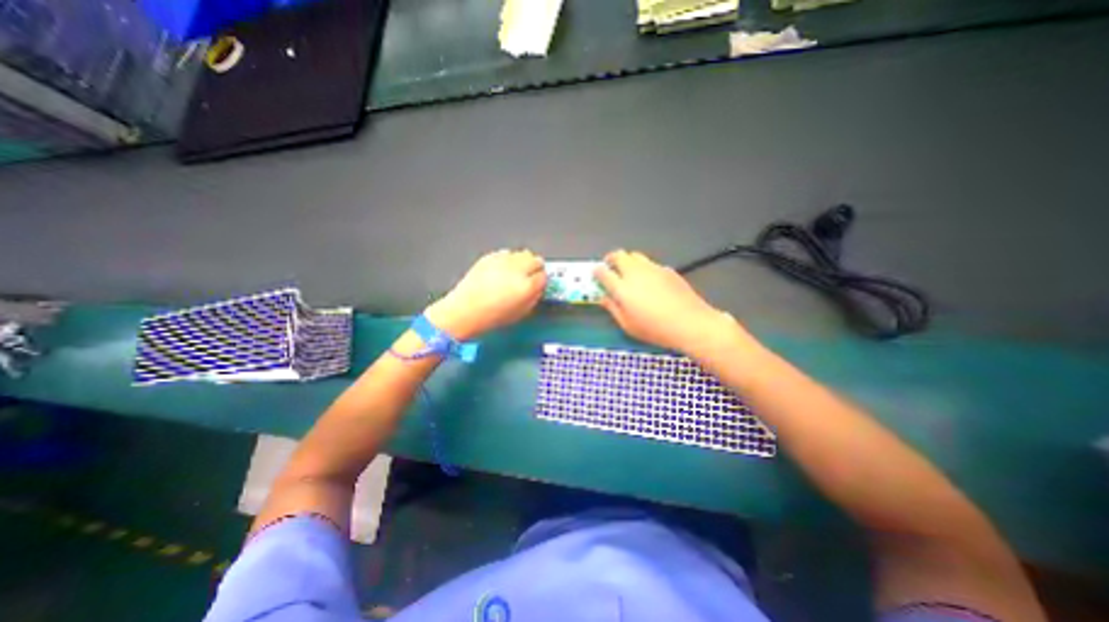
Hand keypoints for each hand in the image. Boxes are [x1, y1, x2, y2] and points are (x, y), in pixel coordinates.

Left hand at [427, 247, 544, 338]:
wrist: (465, 310)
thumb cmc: (493, 317)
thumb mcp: (521, 313)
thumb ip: (534, 297)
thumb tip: (538, 288)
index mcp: (527, 286)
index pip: (544, 276)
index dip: (541, 282)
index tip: (538, 285)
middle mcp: (518, 269)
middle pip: (536, 260)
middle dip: (535, 268)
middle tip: (530, 277)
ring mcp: (503, 260)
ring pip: (523, 253)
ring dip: (523, 262)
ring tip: (515, 272)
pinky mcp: (490, 256)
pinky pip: (506, 253)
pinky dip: (507, 260)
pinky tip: (501, 270)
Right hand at [595, 247, 737, 355]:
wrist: (690, 323)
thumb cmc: (655, 329)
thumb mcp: (628, 325)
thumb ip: (613, 308)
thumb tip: (603, 297)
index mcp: (622, 288)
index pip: (603, 272)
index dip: (597, 272)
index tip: (596, 275)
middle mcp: (635, 273)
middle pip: (619, 255)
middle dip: (611, 259)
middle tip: (610, 268)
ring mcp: (653, 269)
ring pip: (635, 255)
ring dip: (627, 261)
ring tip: (629, 273)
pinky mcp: (667, 269)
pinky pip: (650, 264)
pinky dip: (644, 268)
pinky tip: (650, 282)